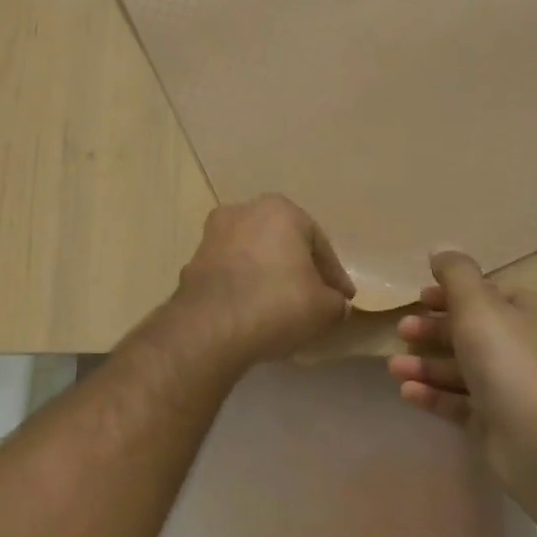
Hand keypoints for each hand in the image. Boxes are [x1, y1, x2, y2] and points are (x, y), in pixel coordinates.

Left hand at [173, 195, 355, 362]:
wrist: (211, 327)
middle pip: (282, 244)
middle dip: (298, 269)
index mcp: (279, 210)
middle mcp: (242, 212)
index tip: (343, 298)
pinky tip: (252, 312)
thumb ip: (335, 301)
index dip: (333, 275)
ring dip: (267, 276)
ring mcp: (212, 236)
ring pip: (252, 256)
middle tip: (314, 298)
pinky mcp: (193, 262)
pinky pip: (229, 273)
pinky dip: (243, 287)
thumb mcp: (325, 308)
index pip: (318, 244)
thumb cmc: (277, 304)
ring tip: (281, 307)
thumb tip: (334, 304)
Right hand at [387, 251, 536, 474]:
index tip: (419, 298)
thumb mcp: (477, 304)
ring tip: (393, 367)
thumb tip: (442, 248)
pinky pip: (464, 403)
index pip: (493, 295)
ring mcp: (520, 389)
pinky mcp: (504, 423)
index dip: (453, 294)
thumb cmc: (509, 360)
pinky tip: (407, 392)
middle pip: (475, 332)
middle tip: (402, 330)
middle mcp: (534, 350)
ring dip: (427, 365)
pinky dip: (436, 394)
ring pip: (466, 369)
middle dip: (434, 331)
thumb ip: (456, 274)